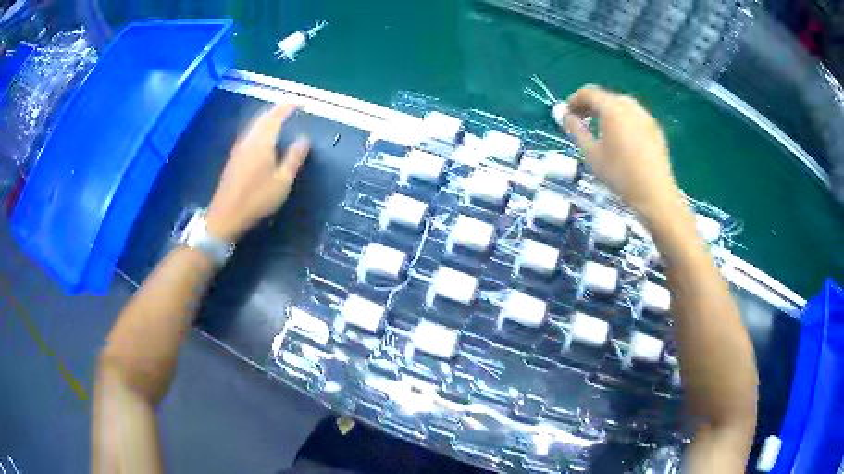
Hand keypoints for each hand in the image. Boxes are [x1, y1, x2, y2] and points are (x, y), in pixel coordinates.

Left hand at [206, 104, 309, 240]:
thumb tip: (304, 139)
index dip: (288, 107)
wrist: (226, 215)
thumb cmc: (257, 199)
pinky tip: (262, 136)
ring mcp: (239, 148)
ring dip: (267, 118)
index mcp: (262, 142)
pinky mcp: (233, 157)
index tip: (300, 103)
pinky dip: (259, 128)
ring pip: (254, 125)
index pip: (276, 116)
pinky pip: (249, 133)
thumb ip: (293, 158)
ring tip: (278, 119)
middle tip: (290, 108)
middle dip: (277, 110)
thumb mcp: (282, 181)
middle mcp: (249, 140)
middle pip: (263, 117)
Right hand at [561, 85, 682, 221]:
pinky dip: (623, 120)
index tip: (567, 114)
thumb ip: (576, 130)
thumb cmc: (620, 175)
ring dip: (607, 111)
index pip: (588, 92)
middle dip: (591, 105)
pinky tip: (621, 139)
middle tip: (582, 122)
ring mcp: (646, 116)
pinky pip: (634, 116)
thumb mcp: (591, 154)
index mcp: (612, 109)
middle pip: (606, 96)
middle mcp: (630, 106)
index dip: (574, 100)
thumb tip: (563, 114)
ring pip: (621, 105)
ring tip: (601, 130)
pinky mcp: (655, 128)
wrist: (654, 195)